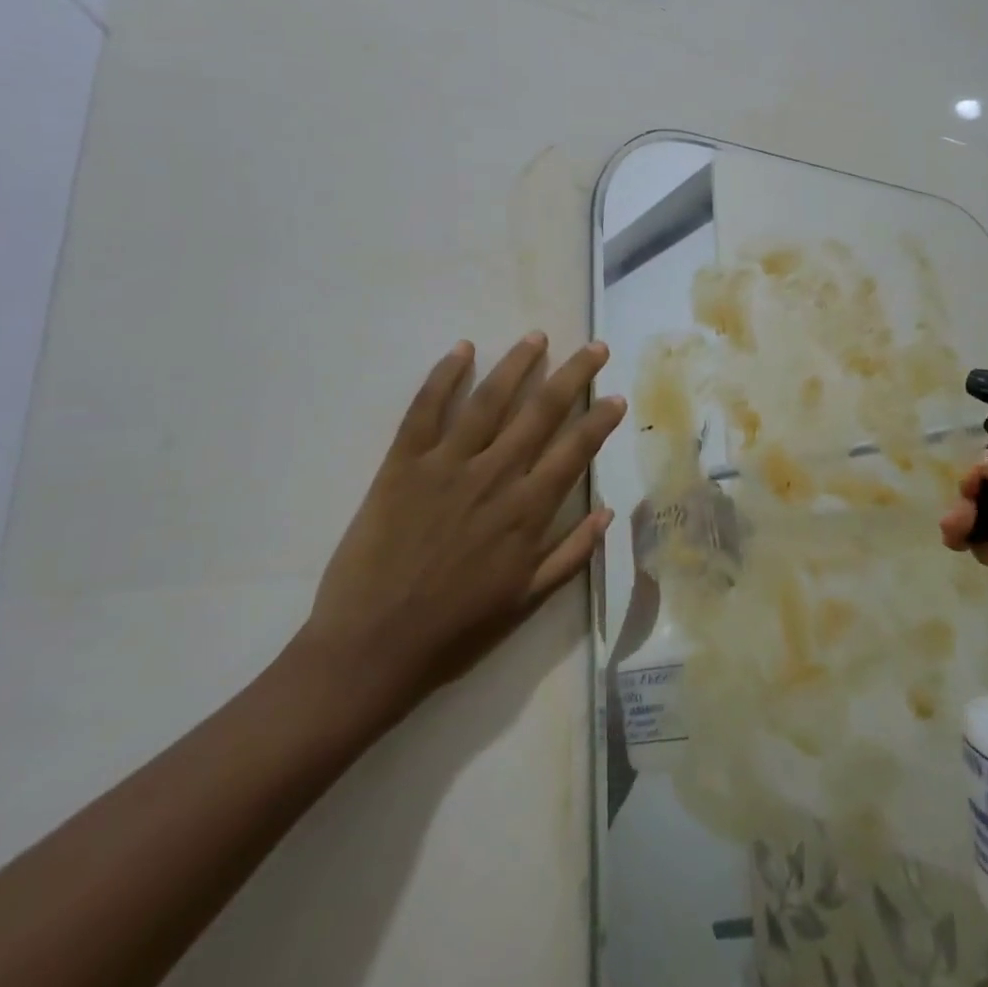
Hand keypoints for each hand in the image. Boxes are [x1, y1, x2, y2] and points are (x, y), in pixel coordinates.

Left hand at [291, 334, 626, 729]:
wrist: (371, 648)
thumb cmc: (454, 630)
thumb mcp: (525, 602)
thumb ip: (571, 555)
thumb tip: (609, 513)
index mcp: (527, 511)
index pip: (574, 451)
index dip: (599, 421)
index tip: (616, 396)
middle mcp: (494, 476)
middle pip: (541, 412)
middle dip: (572, 375)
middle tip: (594, 347)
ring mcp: (447, 465)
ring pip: (489, 400)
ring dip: (516, 364)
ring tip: (536, 338)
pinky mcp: (402, 464)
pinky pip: (425, 409)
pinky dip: (444, 376)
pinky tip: (463, 349)